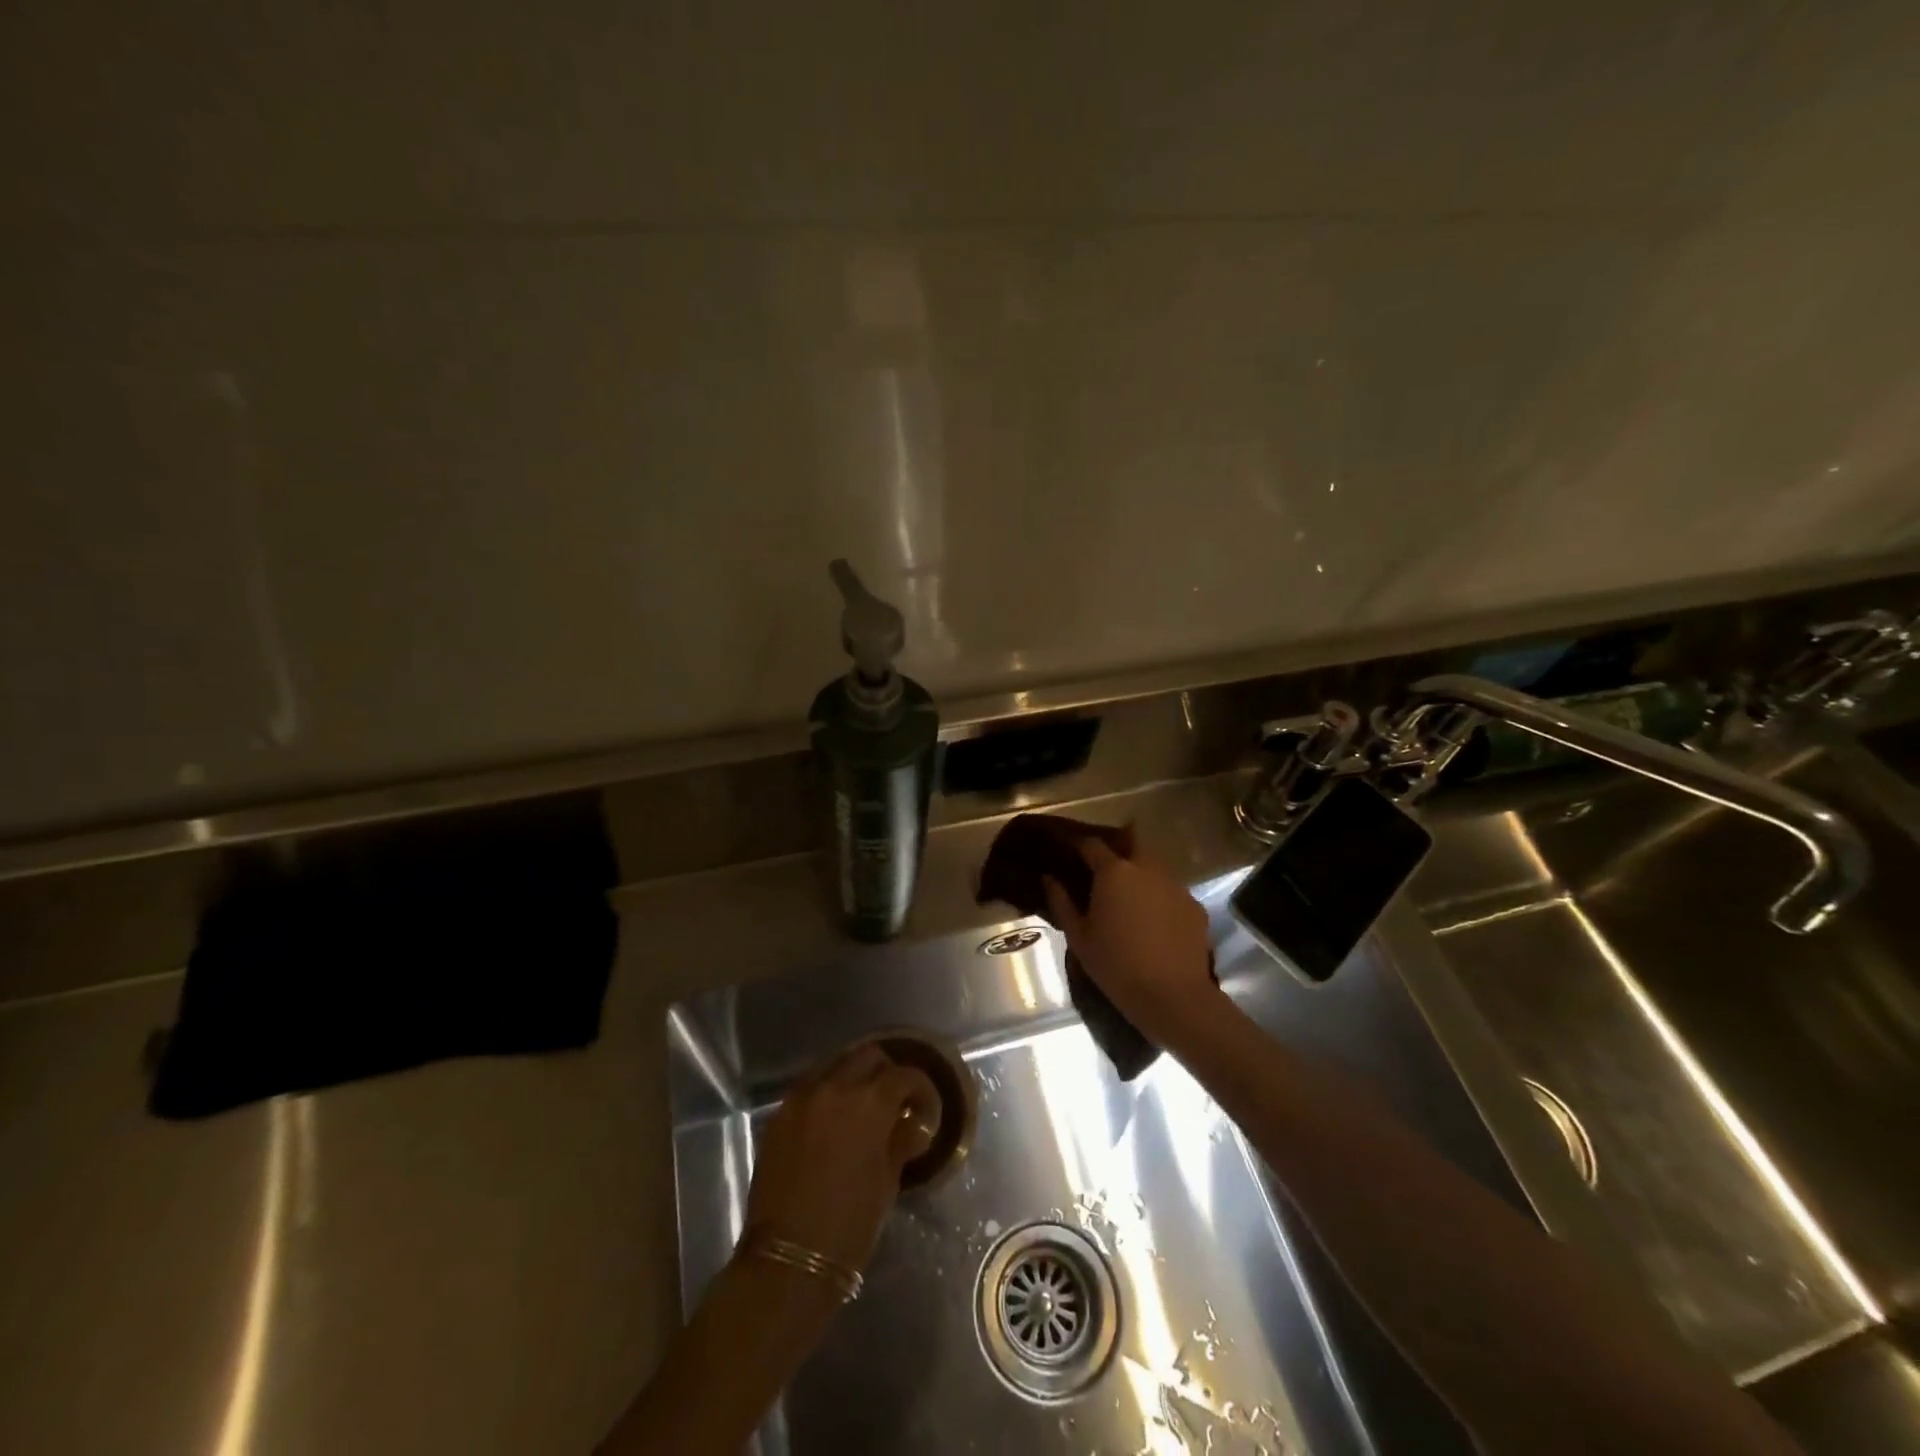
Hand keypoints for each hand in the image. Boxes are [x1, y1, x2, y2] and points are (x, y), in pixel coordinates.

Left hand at [744, 1045, 938, 1273]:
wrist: (788, 1259)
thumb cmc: (849, 1225)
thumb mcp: (887, 1182)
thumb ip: (901, 1141)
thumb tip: (915, 1124)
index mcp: (869, 1103)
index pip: (904, 1075)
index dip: (921, 1090)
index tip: (926, 1111)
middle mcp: (835, 1087)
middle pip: (868, 1055)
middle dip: (887, 1072)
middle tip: (896, 1101)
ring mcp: (803, 1097)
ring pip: (836, 1063)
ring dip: (855, 1076)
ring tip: (864, 1105)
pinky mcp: (780, 1113)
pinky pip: (810, 1085)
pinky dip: (827, 1091)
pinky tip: (834, 1117)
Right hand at [1043, 838, 1224, 1050]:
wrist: (1172, 996)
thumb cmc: (1115, 965)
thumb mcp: (1078, 937)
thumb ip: (1061, 902)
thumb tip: (1049, 878)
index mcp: (1114, 872)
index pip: (1093, 844)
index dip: (1080, 846)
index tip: (1071, 852)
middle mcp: (1147, 868)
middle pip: (1132, 844)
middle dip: (1118, 850)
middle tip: (1105, 871)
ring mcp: (1175, 885)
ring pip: (1155, 867)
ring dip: (1141, 874)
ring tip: (1131, 898)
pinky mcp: (1195, 905)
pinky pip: (1172, 892)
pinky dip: (1161, 898)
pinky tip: (1155, 922)